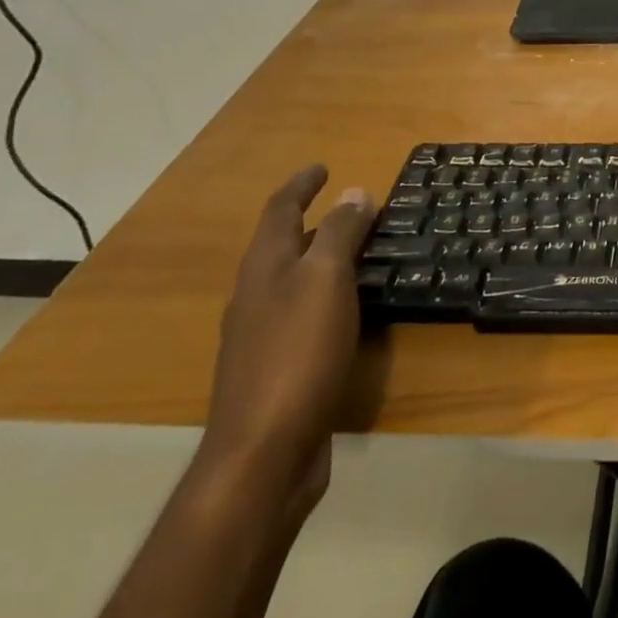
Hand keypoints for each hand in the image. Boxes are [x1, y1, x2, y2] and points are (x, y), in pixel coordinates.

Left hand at [199, 165, 376, 513]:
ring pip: (295, 281)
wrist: (264, 450)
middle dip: (314, 221)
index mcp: (263, 269)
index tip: (322, 166)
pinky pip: (306, 313)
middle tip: (354, 208)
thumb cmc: (296, 353)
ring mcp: (263, 336)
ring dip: (323, 259)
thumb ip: (340, 235)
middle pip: (283, 245)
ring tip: (361, 251)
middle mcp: (256, 296)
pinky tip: (352, 310)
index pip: (280, 212)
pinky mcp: (279, 368)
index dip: (300, 186)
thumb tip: (354, 192)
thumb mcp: (324, 282)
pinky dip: (329, 296)